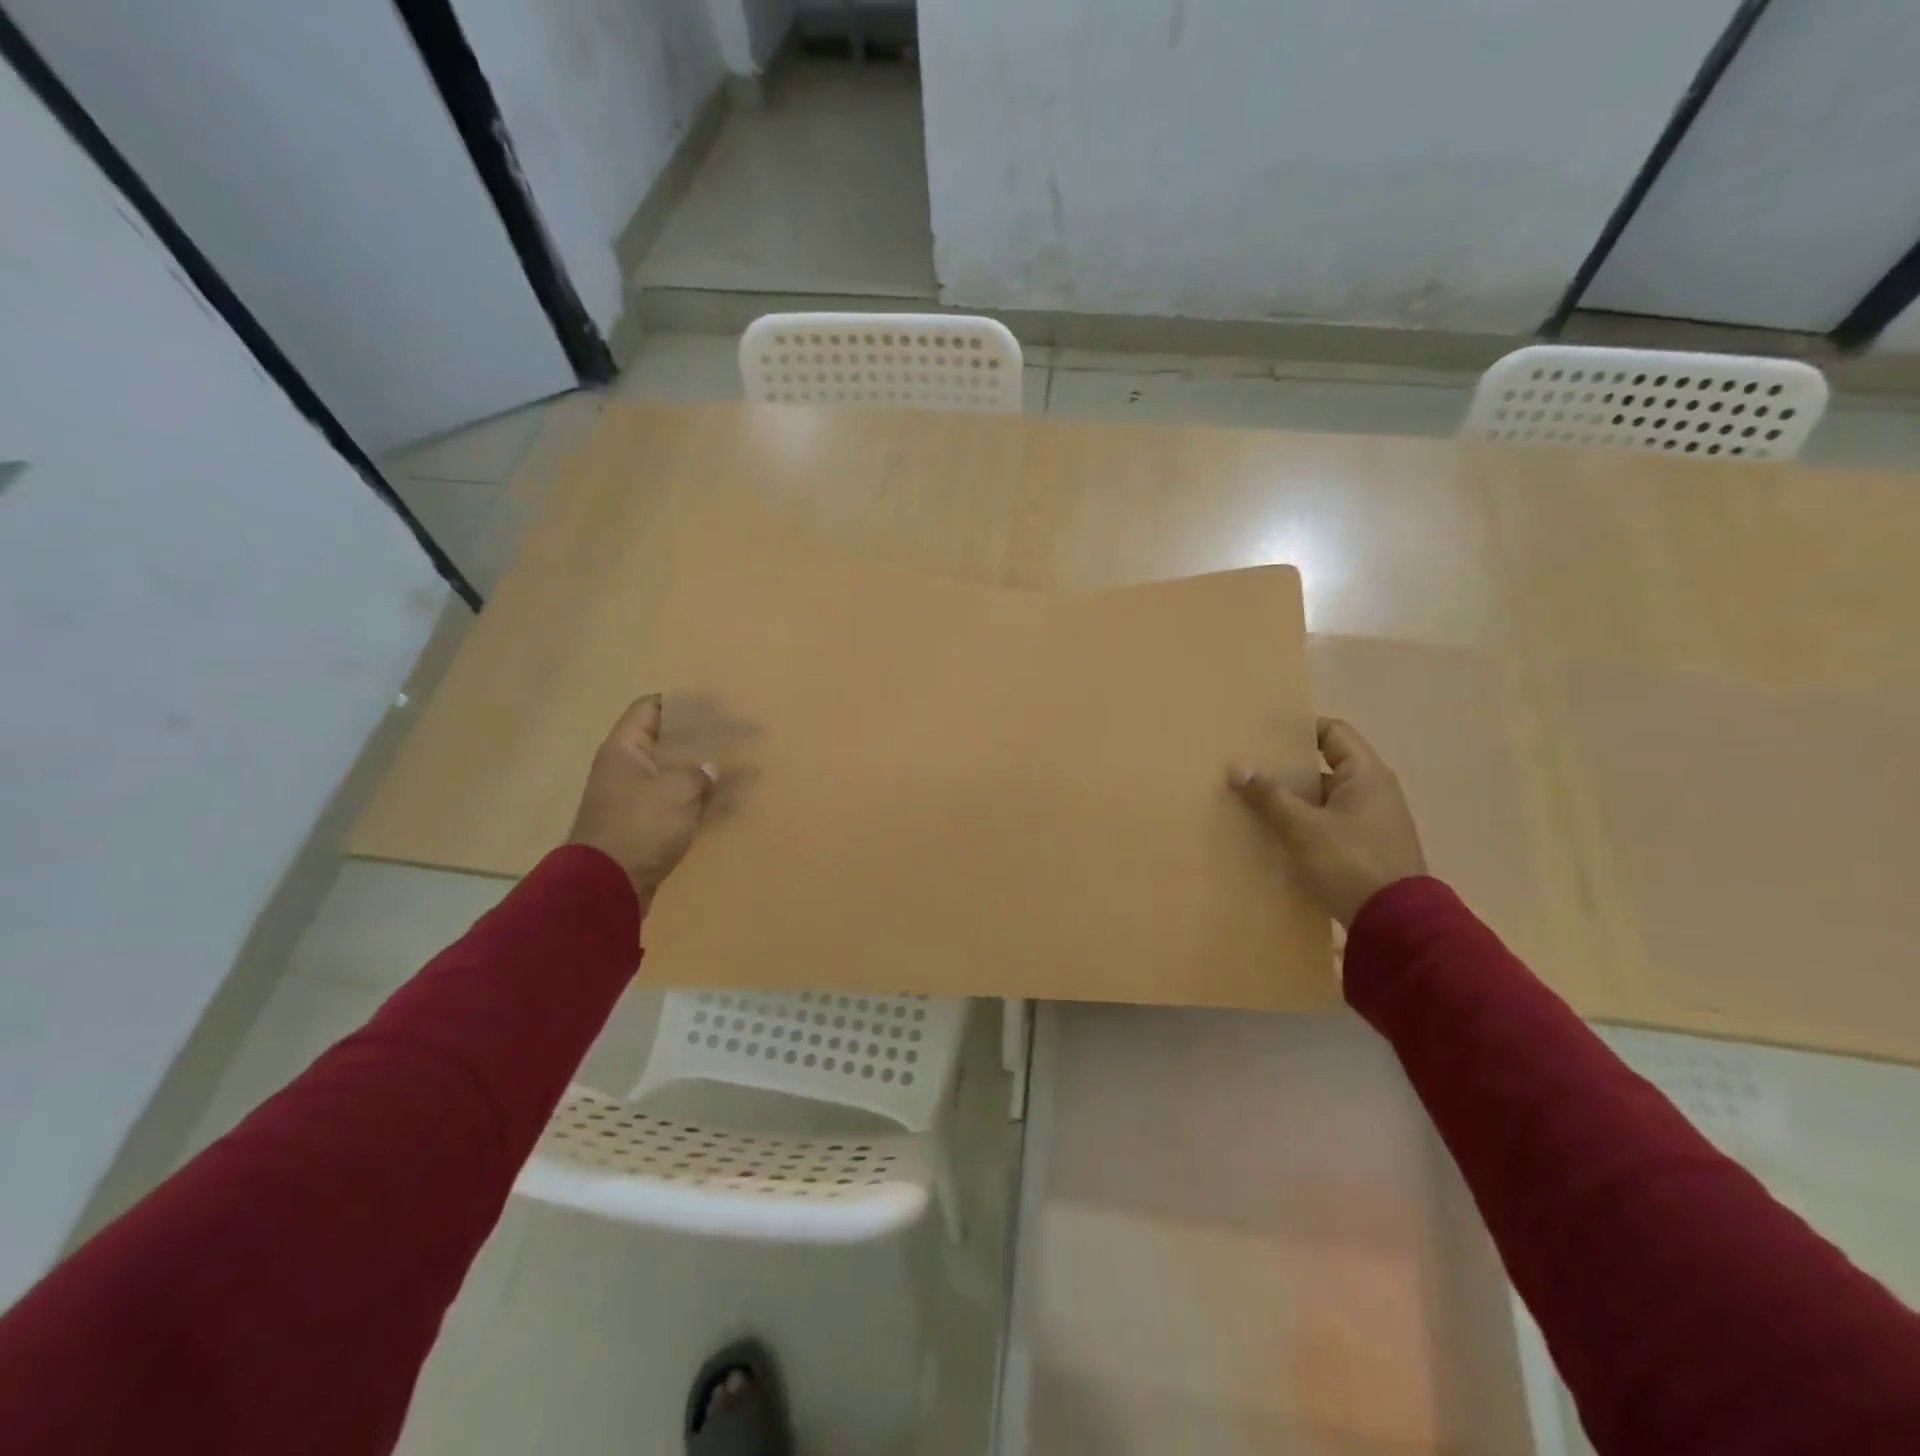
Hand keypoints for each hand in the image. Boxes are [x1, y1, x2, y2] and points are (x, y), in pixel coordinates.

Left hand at [568, 696, 716, 907]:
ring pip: (671, 772)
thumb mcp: (676, 792)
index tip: (713, 705)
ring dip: (698, 770)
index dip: (681, 703)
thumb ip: (698, 773)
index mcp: (625, 749)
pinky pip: (674, 800)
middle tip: (732, 735)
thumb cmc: (640, 827)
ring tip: (733, 766)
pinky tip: (721, 799)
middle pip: (664, 740)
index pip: (650, 708)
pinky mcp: (643, 824)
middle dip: (697, 738)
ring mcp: (632, 797)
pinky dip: (695, 797)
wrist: (607, 885)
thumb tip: (708, 769)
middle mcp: (625, 768)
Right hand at [1228, 717, 1426, 926]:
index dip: (1301, 728)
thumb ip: (1270, 796)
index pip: (1334, 732)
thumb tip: (1237, 767)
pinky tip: (1276, 832)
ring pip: (1326, 798)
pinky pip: (1330, 823)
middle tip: (1251, 766)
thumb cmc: (1350, 861)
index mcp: (1367, 774)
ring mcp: (1372, 821)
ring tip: (1254, 799)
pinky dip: (1305, 822)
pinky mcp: (1366, 848)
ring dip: (1294, 798)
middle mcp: (1374, 791)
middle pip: (1327, 765)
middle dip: (1289, 767)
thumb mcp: (1303, 827)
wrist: (1396, 923)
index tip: (1265, 734)